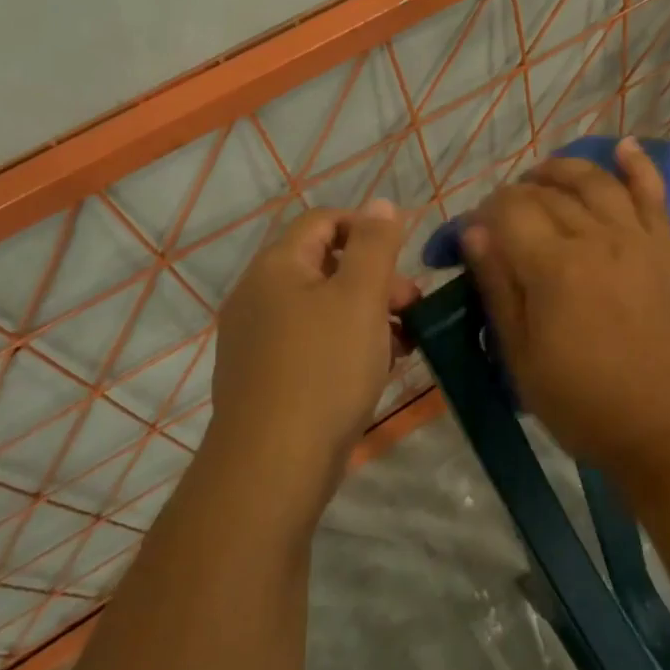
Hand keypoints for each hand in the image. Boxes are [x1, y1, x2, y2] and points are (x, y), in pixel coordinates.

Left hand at [211, 200, 418, 493]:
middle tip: (412, 305)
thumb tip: (381, 204)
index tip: (404, 256)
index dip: (367, 228)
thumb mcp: (360, 297)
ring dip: (367, 314)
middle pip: (324, 265)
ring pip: (322, 309)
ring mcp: (257, 340)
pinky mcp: (265, 379)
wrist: (272, 466)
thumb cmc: (324, 368)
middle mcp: (258, 296)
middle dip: (374, 278)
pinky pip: (312, 344)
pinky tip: (378, 368)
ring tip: (405, 341)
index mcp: (276, 267)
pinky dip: (347, 345)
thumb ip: (374, 245)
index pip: (323, 221)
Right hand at [463, 138, 669, 475]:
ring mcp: (634, 240)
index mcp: (553, 267)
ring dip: (563, 169)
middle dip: (515, 195)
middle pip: (547, 193)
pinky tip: (625, 146)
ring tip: (540, 176)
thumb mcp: (521, 357)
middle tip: (500, 219)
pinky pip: (653, 196)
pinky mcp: (662, 250)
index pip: (507, 211)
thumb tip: (474, 231)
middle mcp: (595, 238)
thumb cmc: (583, 402)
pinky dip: (639, 167)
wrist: (666, 427)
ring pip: (595, 181)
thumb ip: (497, 287)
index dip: (482, 214)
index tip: (472, 236)